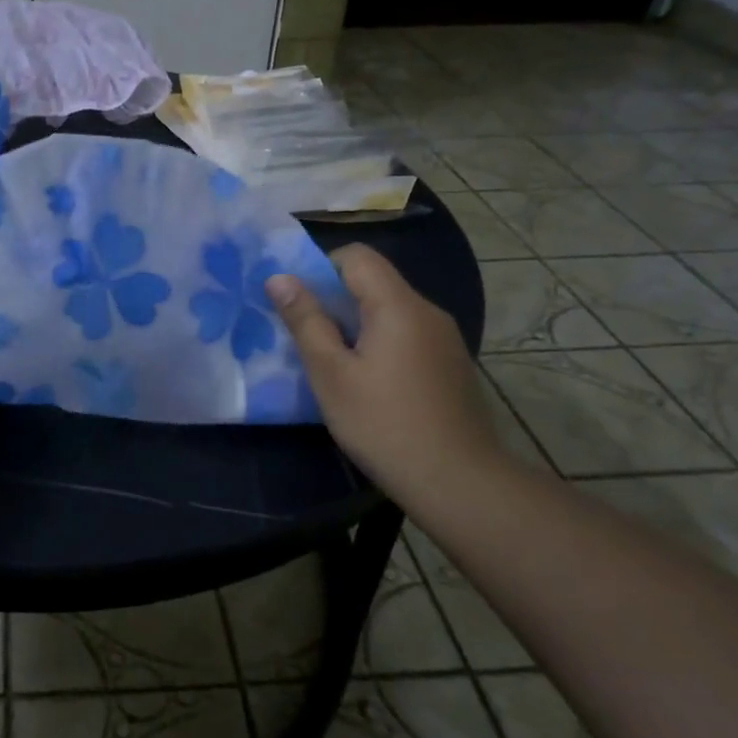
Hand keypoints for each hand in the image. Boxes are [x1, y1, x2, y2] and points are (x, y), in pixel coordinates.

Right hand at [265, 244, 506, 503]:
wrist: (458, 481)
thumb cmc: (383, 424)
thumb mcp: (331, 373)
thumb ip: (305, 320)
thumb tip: (279, 278)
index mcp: (398, 306)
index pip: (357, 256)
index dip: (321, 267)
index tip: (297, 301)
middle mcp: (428, 312)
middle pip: (374, 283)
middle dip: (334, 300)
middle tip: (304, 335)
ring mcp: (445, 339)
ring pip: (390, 312)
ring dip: (355, 325)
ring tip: (331, 362)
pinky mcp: (451, 365)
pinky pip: (406, 336)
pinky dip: (379, 344)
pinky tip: (367, 383)